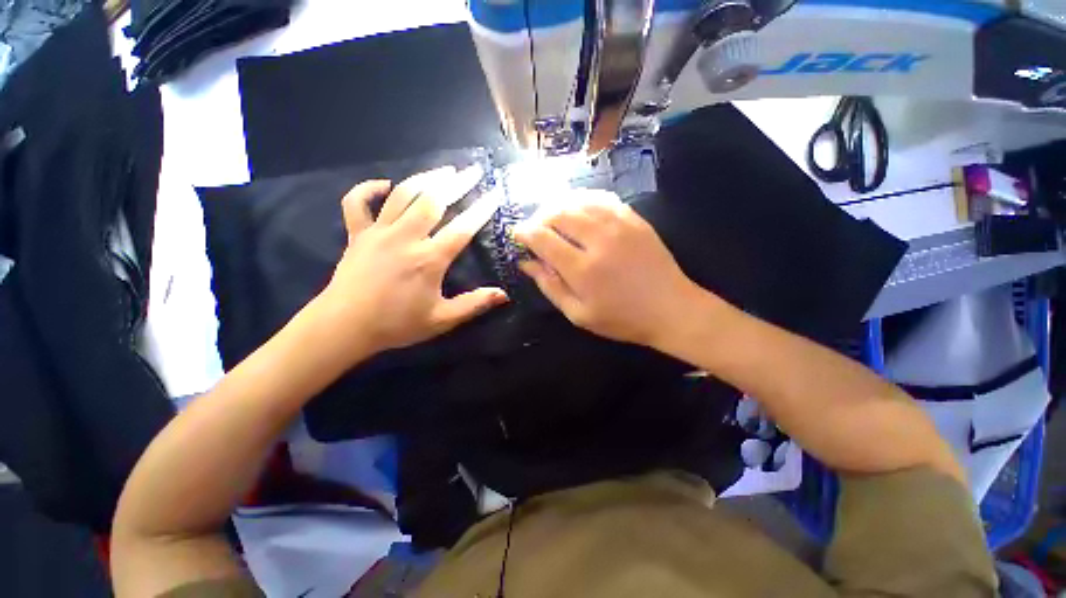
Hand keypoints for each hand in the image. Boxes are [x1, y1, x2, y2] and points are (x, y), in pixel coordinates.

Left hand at [309, 165, 507, 361]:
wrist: (344, 326)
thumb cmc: (396, 324)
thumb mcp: (441, 320)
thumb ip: (474, 304)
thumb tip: (504, 294)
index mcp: (429, 259)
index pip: (462, 228)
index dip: (482, 209)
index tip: (495, 193)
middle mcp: (406, 238)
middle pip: (434, 201)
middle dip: (457, 183)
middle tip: (473, 170)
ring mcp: (379, 232)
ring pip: (402, 194)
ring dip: (425, 179)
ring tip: (444, 170)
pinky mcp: (357, 234)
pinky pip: (357, 203)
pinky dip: (368, 189)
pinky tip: (385, 184)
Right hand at [514, 190, 708, 348]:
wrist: (671, 309)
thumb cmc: (621, 318)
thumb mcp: (579, 314)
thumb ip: (550, 287)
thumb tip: (526, 263)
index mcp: (582, 269)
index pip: (543, 238)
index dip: (525, 232)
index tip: (517, 233)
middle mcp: (598, 240)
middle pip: (558, 213)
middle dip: (539, 217)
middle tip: (535, 227)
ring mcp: (619, 225)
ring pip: (578, 201)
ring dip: (559, 205)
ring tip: (552, 217)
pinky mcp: (634, 219)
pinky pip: (602, 198)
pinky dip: (584, 198)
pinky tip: (578, 206)